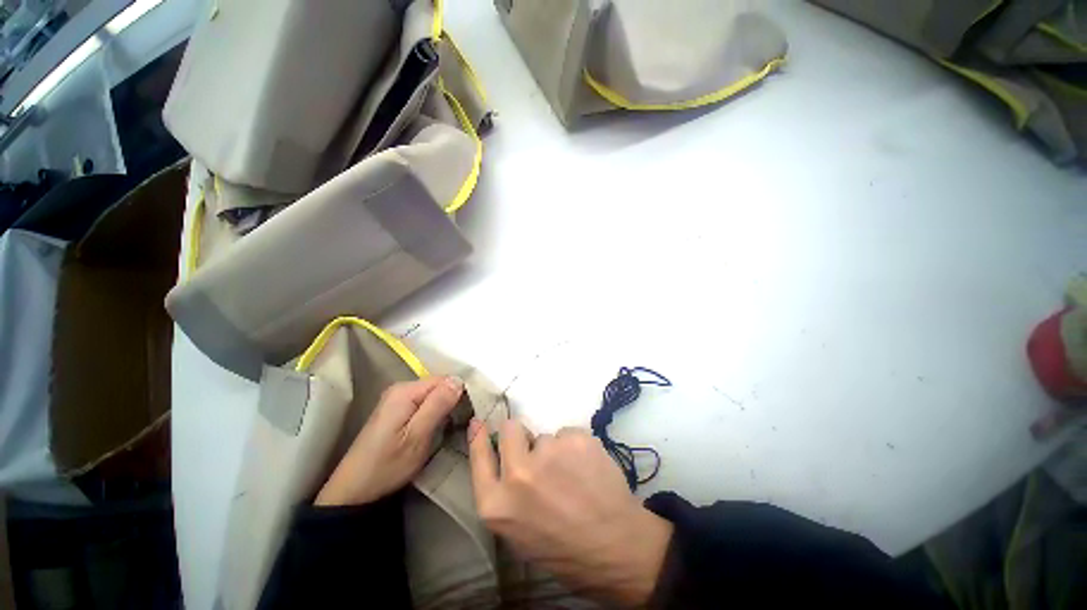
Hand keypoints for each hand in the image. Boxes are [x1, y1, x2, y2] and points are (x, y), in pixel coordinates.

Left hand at [315, 376, 463, 506]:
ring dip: (446, 407)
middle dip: (453, 400)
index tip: (471, 411)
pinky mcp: (397, 410)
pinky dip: (436, 412)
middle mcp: (401, 389)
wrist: (354, 490)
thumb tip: (459, 380)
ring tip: (456, 425)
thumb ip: (438, 405)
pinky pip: (425, 403)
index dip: (460, 392)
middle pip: (439, 385)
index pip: (445, 379)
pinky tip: (440, 426)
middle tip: (464, 421)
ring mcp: (397, 399)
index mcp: (405, 391)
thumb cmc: (387, 465)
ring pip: (433, 395)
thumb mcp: (417, 437)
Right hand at [469, 420, 673, 606]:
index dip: (479, 437)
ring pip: (545, 435)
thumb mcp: (518, 532)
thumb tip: (504, 458)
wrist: (616, 547)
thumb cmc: (562, 547)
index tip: (479, 422)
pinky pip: (568, 433)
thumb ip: (505, 493)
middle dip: (522, 437)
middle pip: (511, 428)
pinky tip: (587, 468)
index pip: (479, 456)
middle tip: (540, 455)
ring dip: (555, 450)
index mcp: (498, 504)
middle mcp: (518, 473)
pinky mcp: (576, 439)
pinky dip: (575, 447)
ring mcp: (549, 453)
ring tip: (572, 475)